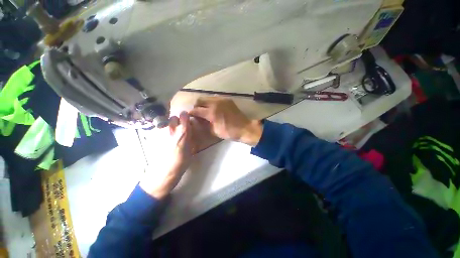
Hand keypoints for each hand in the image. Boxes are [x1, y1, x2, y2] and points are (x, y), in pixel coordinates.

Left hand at [139, 112, 194, 198]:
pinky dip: (162, 132)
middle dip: (177, 120)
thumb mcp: (190, 149)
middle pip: (173, 117)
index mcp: (182, 131)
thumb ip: (189, 137)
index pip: (184, 115)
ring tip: (170, 134)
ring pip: (165, 123)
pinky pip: (159, 130)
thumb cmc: (181, 162)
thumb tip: (188, 131)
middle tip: (179, 128)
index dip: (186, 116)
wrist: (163, 172)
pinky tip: (163, 140)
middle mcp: (171, 129)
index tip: (187, 120)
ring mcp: (160, 132)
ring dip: (169, 126)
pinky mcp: (152, 137)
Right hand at [189, 97, 262, 145]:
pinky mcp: (228, 99)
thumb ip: (205, 124)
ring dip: (203, 103)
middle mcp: (215, 103)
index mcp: (211, 112)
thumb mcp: (214, 131)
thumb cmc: (229, 132)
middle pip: (200, 100)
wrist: (245, 128)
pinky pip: (216, 98)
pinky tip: (213, 108)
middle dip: (196, 106)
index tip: (189, 116)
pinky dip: (211, 102)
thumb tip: (199, 120)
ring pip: (207, 97)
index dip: (191, 113)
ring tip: (205, 110)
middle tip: (197, 112)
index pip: (196, 110)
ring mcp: (222, 99)